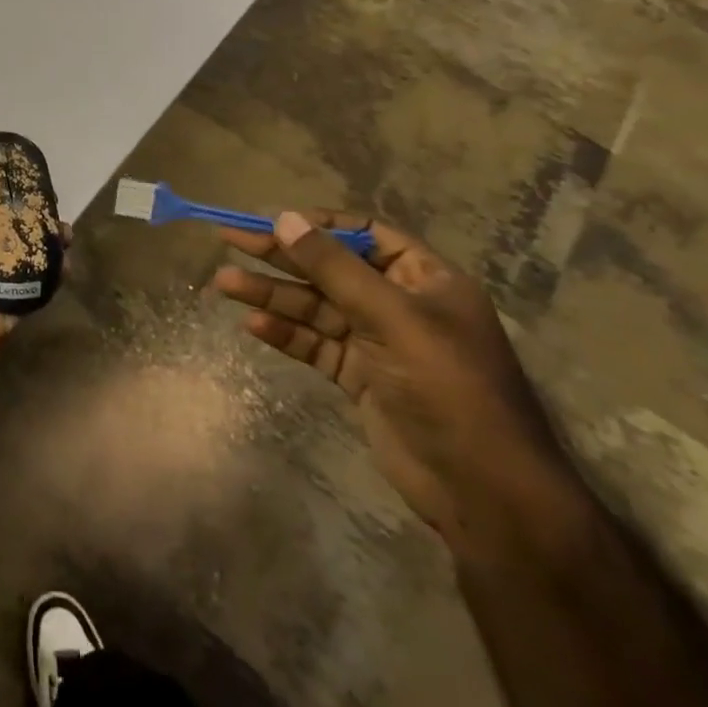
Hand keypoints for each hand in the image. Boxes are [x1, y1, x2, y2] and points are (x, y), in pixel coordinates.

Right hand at [214, 210, 576, 547]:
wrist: (483, 489)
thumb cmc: (447, 387)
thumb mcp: (390, 317)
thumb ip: (334, 268)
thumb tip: (285, 217)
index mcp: (424, 279)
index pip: (366, 233)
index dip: (318, 224)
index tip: (271, 220)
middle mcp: (400, 304)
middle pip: (330, 268)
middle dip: (280, 256)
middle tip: (228, 239)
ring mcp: (378, 343)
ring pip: (315, 307)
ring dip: (271, 294)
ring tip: (224, 283)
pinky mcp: (360, 377)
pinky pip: (314, 344)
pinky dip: (285, 333)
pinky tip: (252, 325)